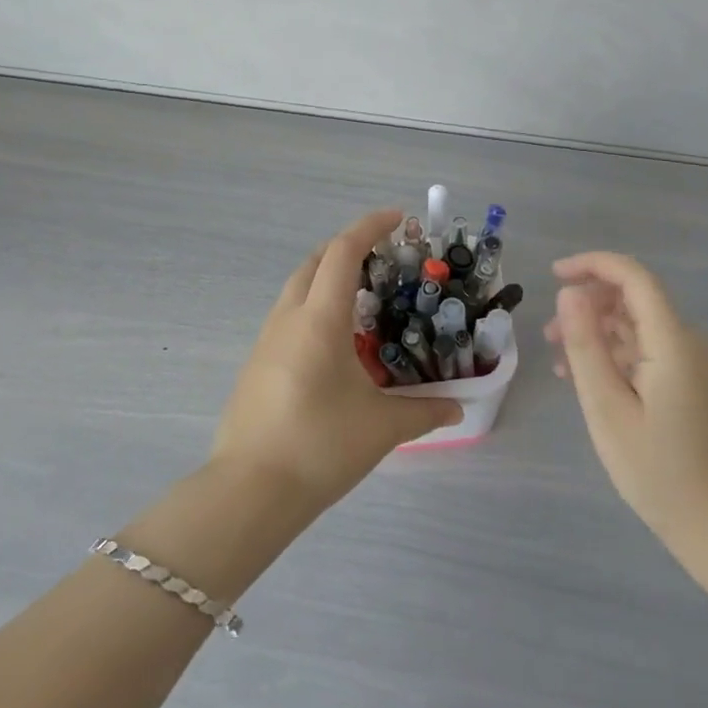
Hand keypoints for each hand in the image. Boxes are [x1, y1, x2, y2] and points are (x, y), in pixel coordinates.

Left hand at [212, 208, 462, 511]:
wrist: (250, 490)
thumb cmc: (320, 445)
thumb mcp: (381, 427)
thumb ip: (424, 411)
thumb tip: (458, 408)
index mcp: (319, 319)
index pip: (342, 252)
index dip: (369, 226)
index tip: (397, 216)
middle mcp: (288, 319)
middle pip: (314, 262)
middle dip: (346, 248)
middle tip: (381, 258)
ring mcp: (266, 341)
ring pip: (296, 289)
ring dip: (327, 279)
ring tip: (362, 300)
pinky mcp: (256, 365)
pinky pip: (288, 318)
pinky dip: (313, 309)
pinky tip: (334, 344)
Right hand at [544, 252, 707, 552]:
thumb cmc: (657, 470)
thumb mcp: (607, 408)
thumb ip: (586, 346)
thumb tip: (570, 293)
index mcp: (672, 342)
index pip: (634, 277)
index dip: (593, 265)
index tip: (553, 275)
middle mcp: (689, 342)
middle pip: (634, 299)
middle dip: (588, 305)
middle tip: (549, 335)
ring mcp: (694, 363)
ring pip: (638, 325)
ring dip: (598, 332)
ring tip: (560, 360)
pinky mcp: (692, 381)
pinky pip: (649, 350)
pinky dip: (615, 354)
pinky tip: (588, 379)